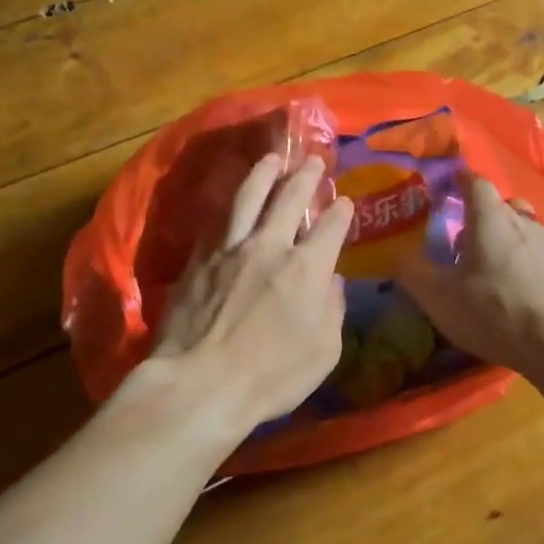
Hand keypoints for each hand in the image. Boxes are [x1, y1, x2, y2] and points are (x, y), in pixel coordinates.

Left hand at [142, 154, 354, 440]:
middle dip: (306, 177)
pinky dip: (228, 208)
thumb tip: (332, 282)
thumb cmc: (271, 377)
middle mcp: (269, 246)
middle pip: (289, 199)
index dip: (341, 212)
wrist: (199, 384)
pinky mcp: (198, 260)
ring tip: (270, 159)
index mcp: (306, 268)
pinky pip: (216, 223)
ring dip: (263, 175)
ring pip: (248, 198)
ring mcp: (229, 249)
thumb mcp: (324, 352)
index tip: (345, 202)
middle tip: (314, 161)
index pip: (331, 227)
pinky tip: (230, 203)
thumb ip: (332, 311)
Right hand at [395, 173, 543, 410]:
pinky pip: (536, 252)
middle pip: (499, 203)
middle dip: (479, 213)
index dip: (458, 180)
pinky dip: (522, 259)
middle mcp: (522, 220)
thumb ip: (412, 271)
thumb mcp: (438, 296)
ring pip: (521, 227)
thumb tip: (395, 253)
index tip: (443, 188)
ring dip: (502, 237)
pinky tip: (514, 287)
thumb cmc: (494, 311)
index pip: (474, 181)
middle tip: (460, 236)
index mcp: (489, 217)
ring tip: (487, 265)